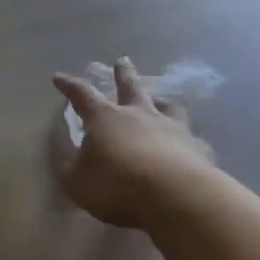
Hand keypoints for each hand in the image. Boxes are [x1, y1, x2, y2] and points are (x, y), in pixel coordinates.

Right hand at [51, 58, 218, 228]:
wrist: (178, 199)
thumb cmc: (117, 185)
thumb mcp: (77, 181)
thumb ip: (71, 167)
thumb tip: (69, 158)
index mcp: (105, 118)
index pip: (82, 94)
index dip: (69, 85)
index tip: (59, 77)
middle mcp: (139, 116)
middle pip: (131, 87)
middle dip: (123, 73)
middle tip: (122, 60)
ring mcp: (174, 130)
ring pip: (169, 107)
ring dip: (162, 102)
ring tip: (161, 102)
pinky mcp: (200, 150)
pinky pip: (193, 139)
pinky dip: (187, 141)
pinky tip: (188, 148)